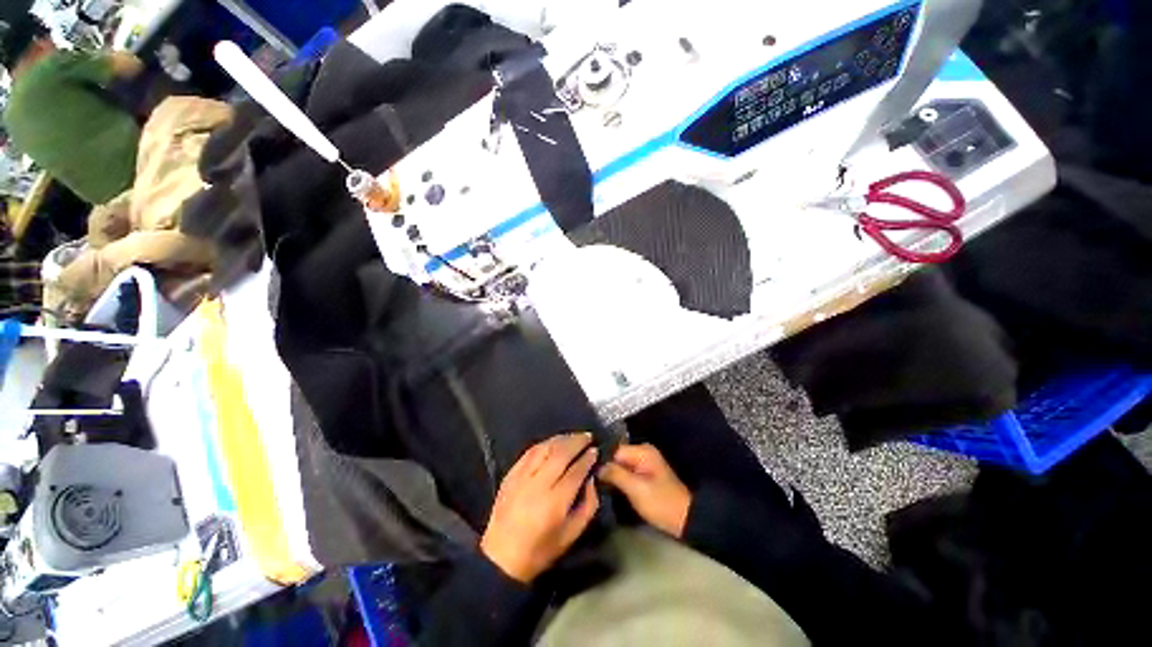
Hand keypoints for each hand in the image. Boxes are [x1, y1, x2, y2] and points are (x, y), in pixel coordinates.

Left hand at [480, 433, 599, 582]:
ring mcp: (521, 478)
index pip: (575, 471)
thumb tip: (591, 480)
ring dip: (561, 439)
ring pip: (544, 448)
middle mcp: (538, 485)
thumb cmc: (540, 550)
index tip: (595, 451)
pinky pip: (529, 452)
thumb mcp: (571, 535)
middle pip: (560, 454)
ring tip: (573, 436)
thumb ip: (588, 506)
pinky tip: (552, 442)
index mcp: (555, 503)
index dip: (587, 458)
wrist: (501, 557)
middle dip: (576, 442)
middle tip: (588, 436)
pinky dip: (544, 444)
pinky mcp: (510, 475)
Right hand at [598, 443, 691, 537]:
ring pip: (619, 465)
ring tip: (595, 485)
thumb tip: (596, 466)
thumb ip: (616, 474)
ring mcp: (643, 463)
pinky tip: (608, 488)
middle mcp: (642, 452)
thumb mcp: (636, 489)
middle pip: (616, 457)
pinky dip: (618, 480)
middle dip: (605, 468)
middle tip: (590, 481)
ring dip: (610, 475)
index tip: (588, 473)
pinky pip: (625, 472)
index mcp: (642, 451)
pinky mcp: (644, 475)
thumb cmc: (661, 503)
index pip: (614, 450)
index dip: (601, 461)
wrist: (685, 520)